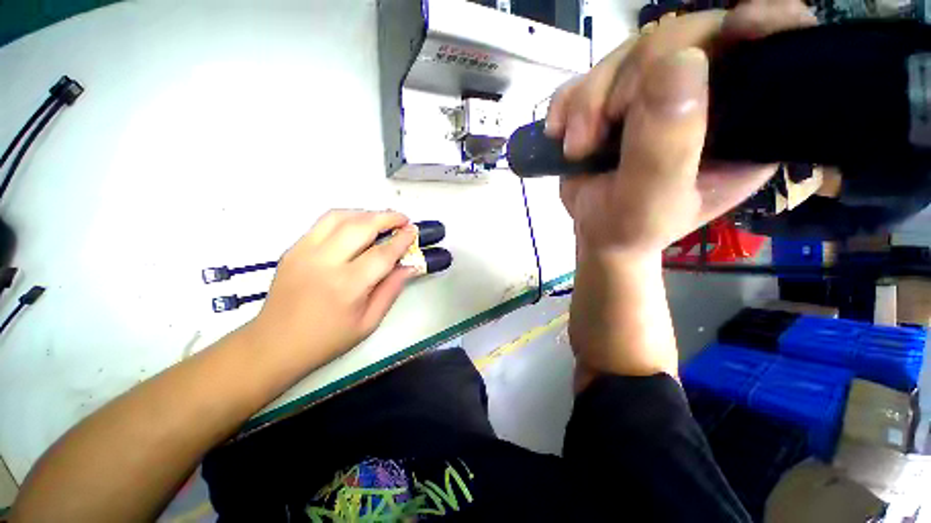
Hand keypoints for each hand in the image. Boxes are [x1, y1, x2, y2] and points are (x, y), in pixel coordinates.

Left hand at [248, 210, 417, 369]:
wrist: (274, 345)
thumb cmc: (327, 339)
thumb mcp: (369, 322)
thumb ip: (391, 290)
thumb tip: (410, 266)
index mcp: (347, 286)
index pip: (382, 254)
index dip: (402, 240)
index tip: (414, 231)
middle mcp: (325, 262)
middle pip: (361, 226)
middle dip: (387, 217)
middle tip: (403, 219)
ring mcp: (304, 252)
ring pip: (340, 217)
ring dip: (366, 213)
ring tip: (382, 219)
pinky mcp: (293, 249)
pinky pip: (323, 223)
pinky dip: (346, 218)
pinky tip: (357, 225)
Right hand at [547, 1, 815, 255]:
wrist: (598, 233)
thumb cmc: (630, 228)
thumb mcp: (651, 202)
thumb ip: (665, 147)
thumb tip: (679, 61)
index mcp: (745, 121)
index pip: (771, 51)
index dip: (764, 24)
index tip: (740, 25)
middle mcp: (706, 94)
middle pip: (679, 39)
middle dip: (626, 83)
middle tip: (595, 136)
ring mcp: (656, 92)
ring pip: (625, 54)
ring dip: (588, 101)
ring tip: (576, 148)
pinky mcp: (615, 98)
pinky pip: (588, 75)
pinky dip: (568, 103)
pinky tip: (559, 133)